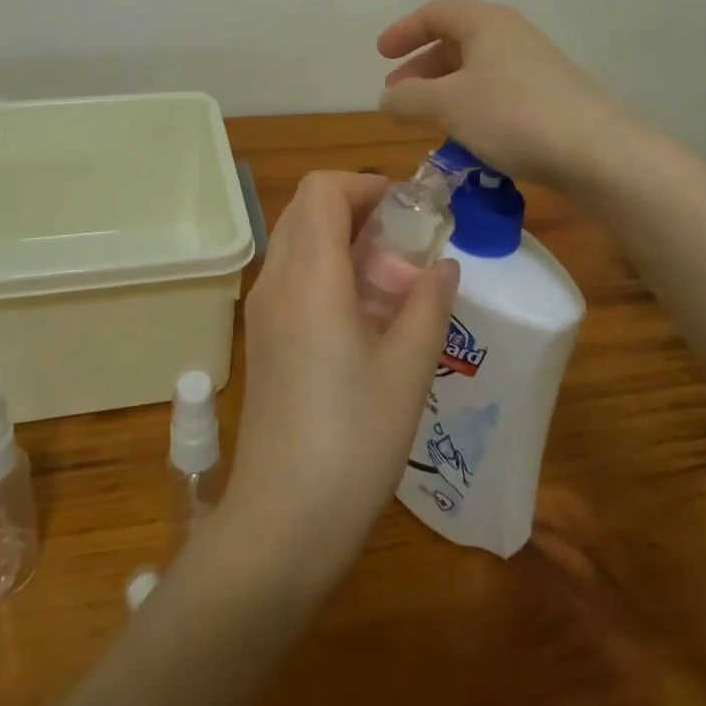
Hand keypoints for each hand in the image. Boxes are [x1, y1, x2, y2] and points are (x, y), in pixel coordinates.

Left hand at [222, 172, 458, 591]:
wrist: (283, 521)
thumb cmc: (353, 441)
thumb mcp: (407, 370)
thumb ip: (429, 304)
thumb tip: (443, 264)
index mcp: (308, 276)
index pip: (322, 189)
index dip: (365, 184)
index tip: (408, 210)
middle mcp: (276, 279)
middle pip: (307, 208)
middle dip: (357, 208)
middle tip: (406, 242)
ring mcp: (262, 309)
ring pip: (298, 240)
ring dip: (342, 239)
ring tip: (391, 279)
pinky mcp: (262, 336)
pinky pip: (292, 274)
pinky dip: (326, 268)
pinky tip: (362, 315)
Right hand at [378, 0, 639, 187]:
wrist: (597, 152)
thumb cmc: (512, 116)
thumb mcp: (447, 105)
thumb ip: (408, 99)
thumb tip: (387, 99)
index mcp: (485, 22)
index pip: (435, 12)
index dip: (404, 31)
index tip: (381, 55)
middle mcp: (511, 34)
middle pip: (455, 39)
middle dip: (421, 66)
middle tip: (398, 94)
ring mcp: (534, 64)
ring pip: (476, 67)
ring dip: (444, 88)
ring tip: (425, 117)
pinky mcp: (549, 94)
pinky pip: (496, 88)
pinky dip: (470, 103)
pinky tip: (465, 133)